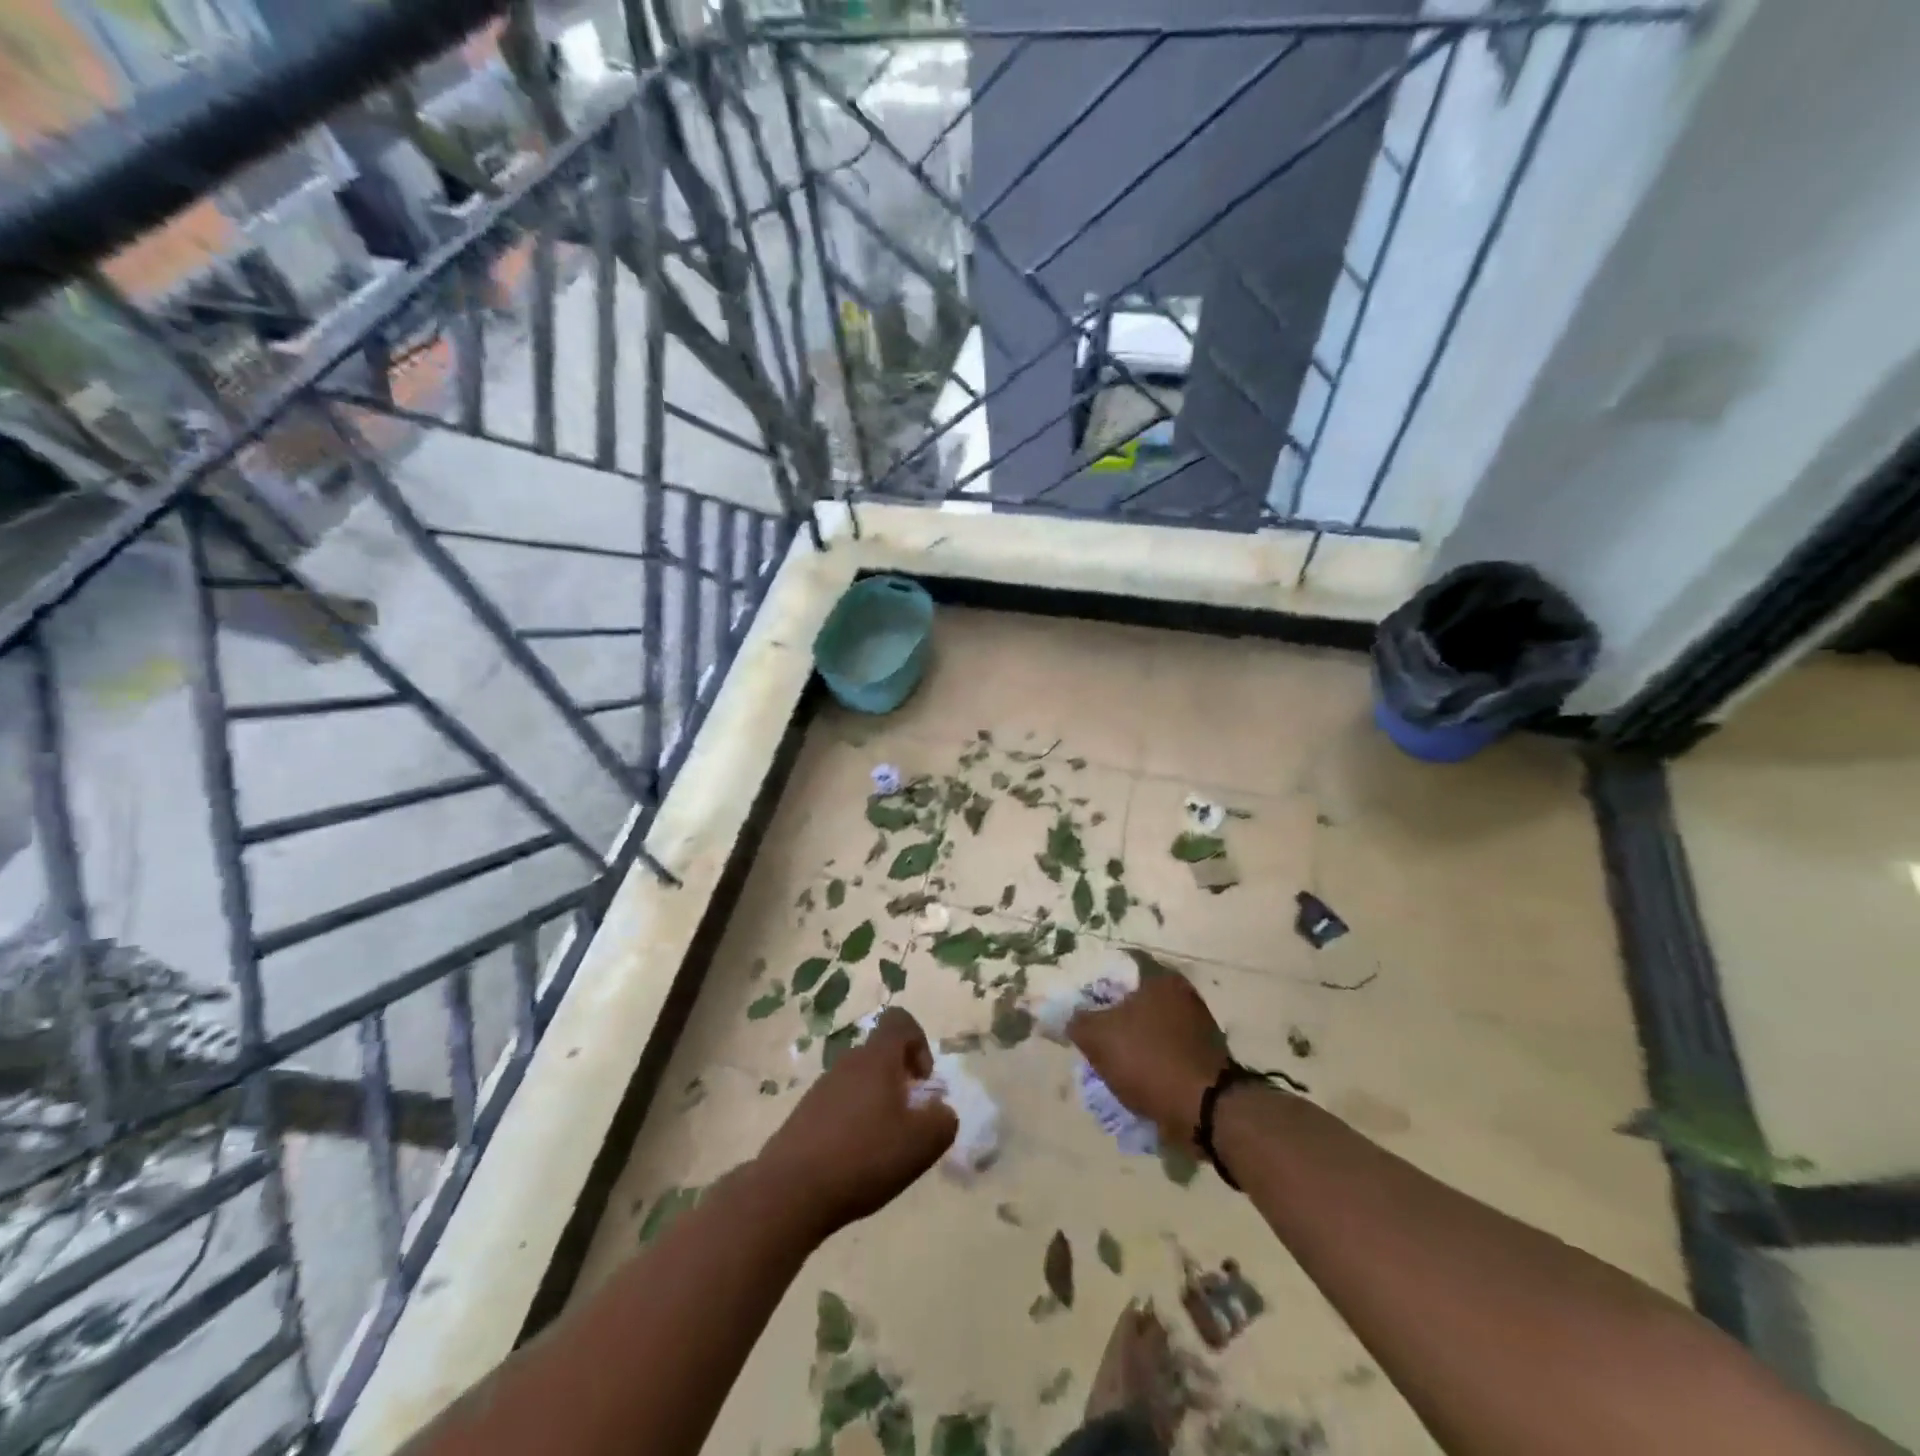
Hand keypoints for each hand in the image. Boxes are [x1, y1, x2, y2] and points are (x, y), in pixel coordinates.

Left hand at [756, 1008, 956, 1238]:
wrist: (790, 1191)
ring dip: (877, 1105)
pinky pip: (839, 1106)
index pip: (900, 1021)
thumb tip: (940, 1111)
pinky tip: (854, 1162)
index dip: (920, 1043)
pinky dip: (854, 1124)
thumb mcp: (921, 1143)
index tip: (922, 1082)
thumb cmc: (864, 1157)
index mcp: (877, 1058)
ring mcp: (821, 1088)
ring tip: (882, 1148)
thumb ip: (943, 1121)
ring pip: (860, 1082)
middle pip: (881, 1055)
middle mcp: (848, 1063)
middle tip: (908, 1122)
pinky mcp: (804, 1115)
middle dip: (900, 1082)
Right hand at [1068, 972, 1230, 1149]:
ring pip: (1151, 1025)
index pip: (1121, 964)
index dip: (1097, 978)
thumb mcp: (1098, 1038)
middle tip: (1092, 1032)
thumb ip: (1077, 1021)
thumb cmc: (1149, 1060)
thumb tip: (1068, 1015)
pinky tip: (1136, 1078)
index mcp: (1160, 977)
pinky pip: (1166, 1050)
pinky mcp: (1204, 1055)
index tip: (1080, 998)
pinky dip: (1151, 1060)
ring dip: (1132, 1040)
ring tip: (1110, 1061)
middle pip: (1136, 996)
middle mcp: (1183, 993)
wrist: (1206, 1111)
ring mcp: (1198, 1025)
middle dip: (1113, 1013)